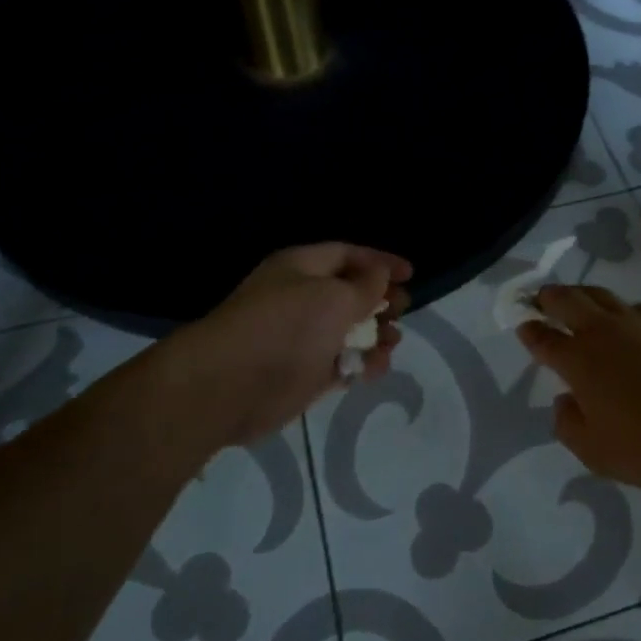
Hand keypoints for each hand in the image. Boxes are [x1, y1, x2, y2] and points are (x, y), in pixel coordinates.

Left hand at [139, 243, 411, 453]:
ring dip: (375, 334)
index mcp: (302, 268)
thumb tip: (380, 275)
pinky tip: (376, 367)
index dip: (380, 261)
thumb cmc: (286, 327)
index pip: (348, 255)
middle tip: (403, 309)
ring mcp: (302, 338)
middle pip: (350, 293)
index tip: (410, 274)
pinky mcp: (304, 373)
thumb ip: (365, 286)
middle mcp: (301, 298)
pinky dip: (361, 363)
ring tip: (393, 340)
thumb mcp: (334, 297)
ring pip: (349, 330)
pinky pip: (341, 363)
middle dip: (380, 299)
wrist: (230, 385)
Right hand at [518, 286, 640, 488]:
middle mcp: (603, 331)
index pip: (544, 338)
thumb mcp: (597, 453)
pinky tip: (630, 324)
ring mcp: (638, 321)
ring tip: (579, 301)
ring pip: (602, 294)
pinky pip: (637, 309)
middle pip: (567, 299)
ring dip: (584, 295)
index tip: (523, 325)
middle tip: (541, 298)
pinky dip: (624, 313)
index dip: (529, 330)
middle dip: (549, 296)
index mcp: (578, 360)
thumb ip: (570, 425)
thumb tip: (564, 401)